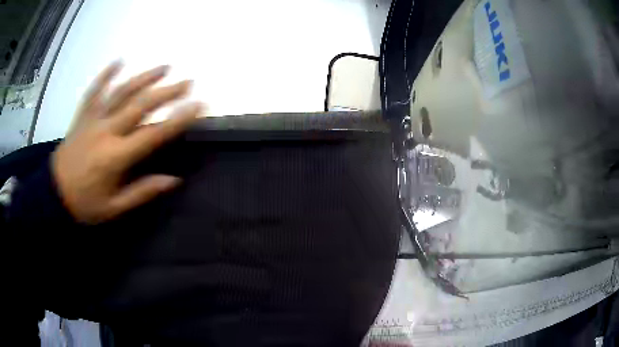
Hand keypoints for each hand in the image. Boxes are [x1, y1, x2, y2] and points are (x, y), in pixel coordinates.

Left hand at [52, 62, 202, 223]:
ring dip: (144, 77)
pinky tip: (119, 61)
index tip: (198, 105)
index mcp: (116, 157)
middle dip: (167, 92)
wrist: (54, 195)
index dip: (178, 119)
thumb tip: (173, 180)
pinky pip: (94, 91)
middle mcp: (106, 132)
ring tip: (164, 67)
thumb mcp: (114, 208)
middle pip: (140, 105)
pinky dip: (106, 75)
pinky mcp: (82, 116)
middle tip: (187, 82)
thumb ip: (142, 192)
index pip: (153, 134)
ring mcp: (93, 120)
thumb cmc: (85, 204)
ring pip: (121, 92)